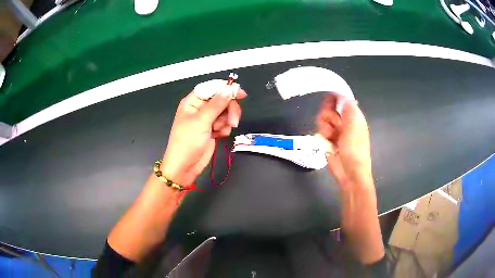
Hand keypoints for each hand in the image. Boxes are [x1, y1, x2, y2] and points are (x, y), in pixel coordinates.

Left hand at [161, 80, 246, 185]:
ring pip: (226, 112)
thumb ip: (216, 105)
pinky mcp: (213, 129)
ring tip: (219, 131)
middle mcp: (200, 108)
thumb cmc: (187, 143)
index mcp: (193, 101)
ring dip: (226, 121)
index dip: (226, 88)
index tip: (241, 94)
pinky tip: (218, 136)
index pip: (212, 87)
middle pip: (222, 100)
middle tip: (233, 121)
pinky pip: (225, 123)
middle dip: (229, 110)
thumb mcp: (201, 122)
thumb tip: (229, 89)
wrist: (185, 167)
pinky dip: (224, 129)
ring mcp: (207, 119)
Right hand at [316, 95, 372, 188]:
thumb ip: (349, 109)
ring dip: (324, 127)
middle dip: (327, 115)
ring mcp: (335, 131)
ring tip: (330, 137)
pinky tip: (327, 144)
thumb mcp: (355, 126)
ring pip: (322, 119)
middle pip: (328, 108)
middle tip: (333, 125)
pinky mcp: (327, 140)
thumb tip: (344, 95)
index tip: (327, 100)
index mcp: (353, 116)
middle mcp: (343, 121)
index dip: (333, 97)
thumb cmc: (355, 149)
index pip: (341, 99)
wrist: (349, 172)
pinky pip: (319, 130)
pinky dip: (322, 136)